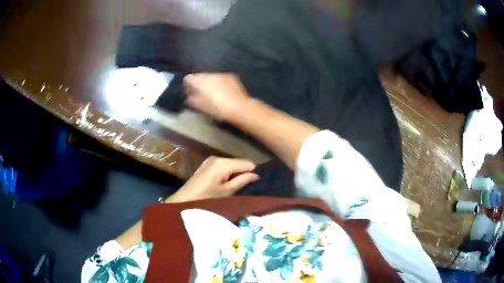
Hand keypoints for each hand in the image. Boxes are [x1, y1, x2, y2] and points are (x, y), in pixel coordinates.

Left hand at [169, 157, 259, 201]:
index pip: (247, 163)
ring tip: (236, 187)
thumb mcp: (227, 191)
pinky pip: (223, 167)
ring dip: (235, 174)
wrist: (184, 200)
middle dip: (244, 173)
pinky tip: (226, 184)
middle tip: (246, 187)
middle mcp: (218, 157)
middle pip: (238, 162)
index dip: (253, 172)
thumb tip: (256, 175)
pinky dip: (227, 174)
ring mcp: (211, 160)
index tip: (255, 184)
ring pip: (231, 165)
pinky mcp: (207, 165)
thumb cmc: (207, 197)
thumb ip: (242, 181)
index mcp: (223, 163)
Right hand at [184, 73, 250, 120]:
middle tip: (199, 92)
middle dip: (198, 83)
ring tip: (211, 92)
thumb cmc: (218, 109)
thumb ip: (192, 99)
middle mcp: (210, 75)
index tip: (188, 91)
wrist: (240, 108)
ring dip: (208, 82)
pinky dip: (218, 82)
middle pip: (200, 76)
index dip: (187, 84)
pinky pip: (220, 77)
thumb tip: (188, 96)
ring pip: (210, 76)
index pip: (188, 78)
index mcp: (201, 82)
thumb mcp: (201, 107)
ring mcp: (221, 74)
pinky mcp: (230, 76)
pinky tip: (221, 91)